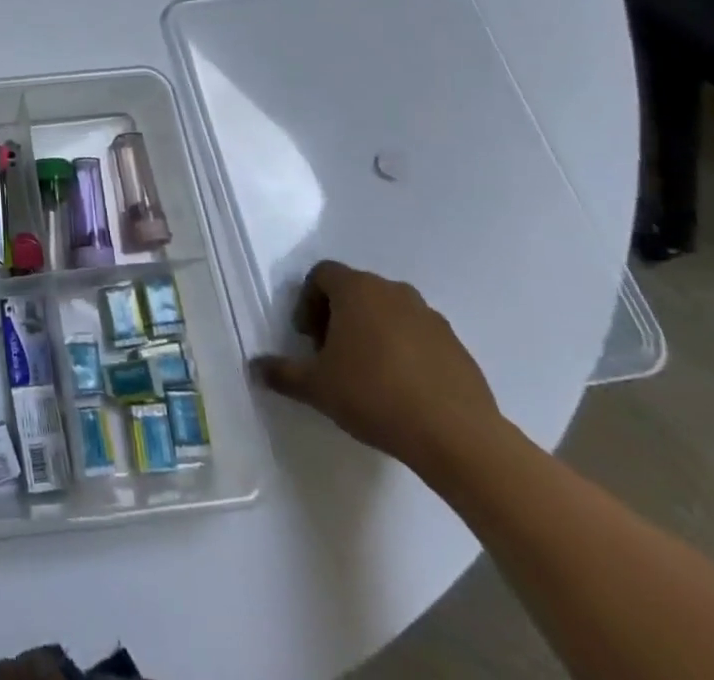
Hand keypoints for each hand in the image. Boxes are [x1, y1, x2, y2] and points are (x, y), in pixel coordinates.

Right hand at [254, 260, 501, 472]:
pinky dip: (404, 351)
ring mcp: (431, 318)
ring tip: (367, 373)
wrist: (458, 438)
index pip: (322, 274)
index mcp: (357, 289)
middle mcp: (394, 291)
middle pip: (356, 290)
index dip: (307, 302)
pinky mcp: (458, 347)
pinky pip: (419, 337)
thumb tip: (255, 367)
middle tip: (331, 354)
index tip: (307, 338)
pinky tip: (402, 389)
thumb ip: (282, 373)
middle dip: (338, 316)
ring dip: (372, 332)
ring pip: (389, 312)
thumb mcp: (317, 387)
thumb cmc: (375, 396)